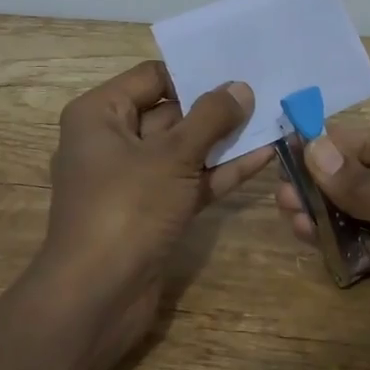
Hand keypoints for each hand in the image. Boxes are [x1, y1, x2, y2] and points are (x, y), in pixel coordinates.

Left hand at [36, 61, 273, 356]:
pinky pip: (188, 180)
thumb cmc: (126, 208)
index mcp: (100, 114)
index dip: (193, 74)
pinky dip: (219, 171)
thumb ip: (210, 118)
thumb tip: (240, 87)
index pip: (152, 77)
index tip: (238, 70)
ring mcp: (133, 179)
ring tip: (273, 120)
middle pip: (170, 112)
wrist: (97, 298)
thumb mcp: (172, 156)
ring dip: (224, 140)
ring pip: (183, 149)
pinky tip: (263, 157)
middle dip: (215, 107)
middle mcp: (112, 141)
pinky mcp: (152, 211)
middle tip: (265, 92)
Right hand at [275, 125, 369, 369]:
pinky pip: (367, 248)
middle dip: (325, 179)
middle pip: (368, 177)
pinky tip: (307, 235)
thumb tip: (313, 148)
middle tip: (280, 181)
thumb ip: (365, 185)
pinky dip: (339, 242)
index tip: (289, 142)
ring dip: (327, 210)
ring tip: (284, 207)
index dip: (335, 143)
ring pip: (364, 214)